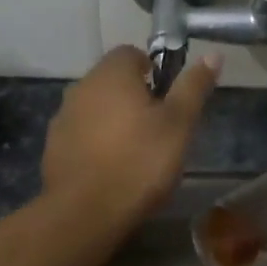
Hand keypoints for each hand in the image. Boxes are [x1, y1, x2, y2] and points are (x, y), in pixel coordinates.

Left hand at [42, 46, 220, 222]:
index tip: (168, 101)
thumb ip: (193, 87)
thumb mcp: (179, 124)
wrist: (86, 211)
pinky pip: (81, 134)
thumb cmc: (140, 161)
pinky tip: (111, 169)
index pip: (132, 53)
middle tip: (158, 129)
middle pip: (112, 81)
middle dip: (134, 98)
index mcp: (111, 74)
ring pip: (95, 108)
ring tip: (136, 153)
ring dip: (113, 120)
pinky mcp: (53, 147)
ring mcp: (62, 117)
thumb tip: (213, 55)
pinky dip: (95, 143)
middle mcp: (81, 87)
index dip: (154, 72)